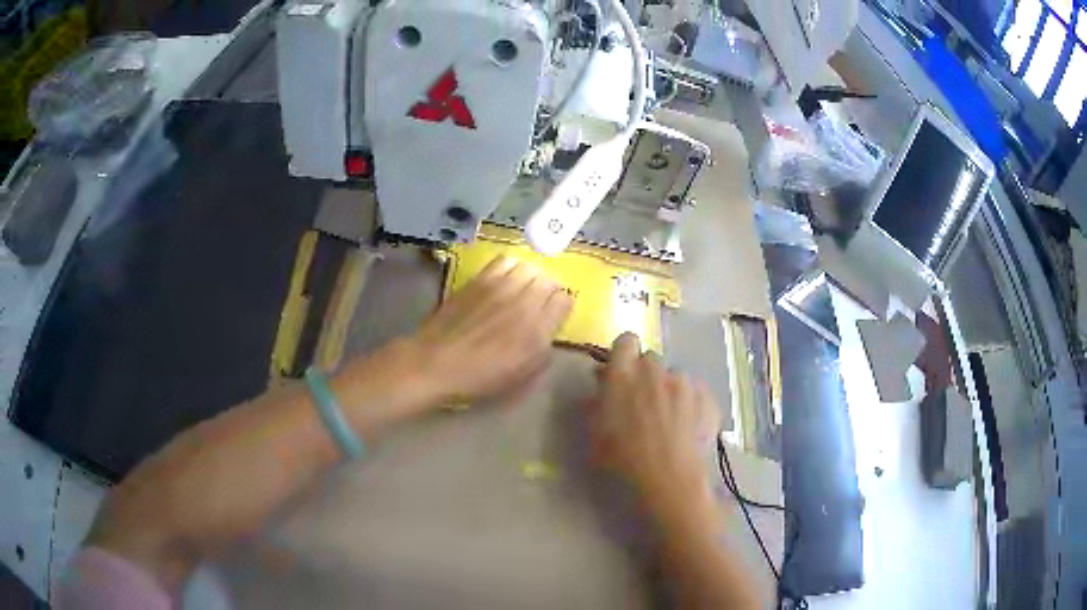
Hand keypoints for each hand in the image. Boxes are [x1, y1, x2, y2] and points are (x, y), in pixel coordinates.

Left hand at [406, 255, 572, 405]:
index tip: (554, 315)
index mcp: (538, 331)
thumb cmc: (479, 377)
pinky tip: (505, 278)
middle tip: (539, 301)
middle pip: (549, 280)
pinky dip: (512, 266)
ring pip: (530, 267)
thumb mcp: (521, 376)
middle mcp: (525, 303)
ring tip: (523, 287)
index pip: (564, 300)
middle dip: (548, 290)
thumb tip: (548, 332)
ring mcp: (501, 287)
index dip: (561, 307)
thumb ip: (542, 352)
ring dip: (531, 276)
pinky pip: (505, 261)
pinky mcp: (480, 279)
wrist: (437, 362)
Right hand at [588, 333, 720, 517]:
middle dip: (646, 375)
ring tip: (670, 420)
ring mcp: (684, 382)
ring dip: (670, 390)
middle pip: (651, 359)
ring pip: (674, 377)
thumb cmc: (624, 460)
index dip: (625, 354)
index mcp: (623, 375)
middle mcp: (655, 370)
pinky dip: (691, 404)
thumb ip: (596, 402)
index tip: (623, 373)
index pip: (625, 341)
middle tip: (644, 402)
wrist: (669, 480)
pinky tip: (688, 427)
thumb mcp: (596, 434)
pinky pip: (696, 392)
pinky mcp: (707, 396)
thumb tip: (600, 382)